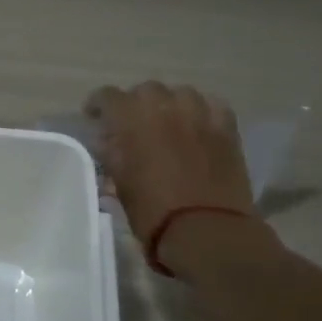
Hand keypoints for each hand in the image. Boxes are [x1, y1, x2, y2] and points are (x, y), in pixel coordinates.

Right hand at [85, 82, 259, 254]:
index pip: (108, 96)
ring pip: (181, 93)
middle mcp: (166, 107)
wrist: (207, 231)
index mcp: (132, 119)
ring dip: (169, 104)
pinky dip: (200, 111)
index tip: (94, 118)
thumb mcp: (120, 184)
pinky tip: (198, 126)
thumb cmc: (153, 212)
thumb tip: (108, 141)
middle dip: (135, 103)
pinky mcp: (227, 128)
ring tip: (166, 123)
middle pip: (146, 90)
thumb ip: (112, 155)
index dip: (98, 105)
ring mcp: (200, 114)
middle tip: (131, 125)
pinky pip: (212, 105)